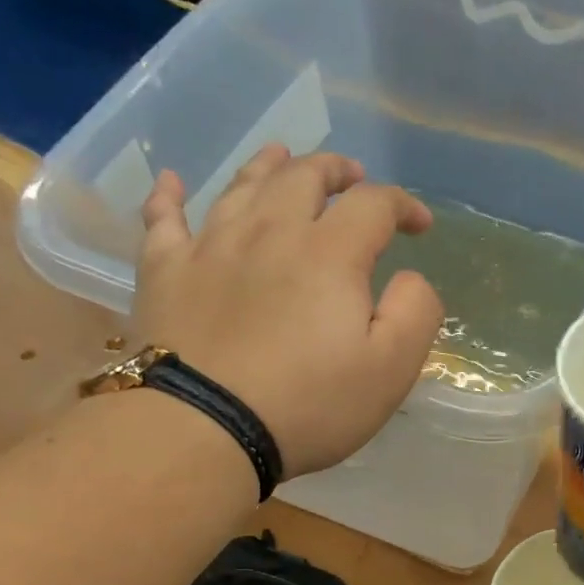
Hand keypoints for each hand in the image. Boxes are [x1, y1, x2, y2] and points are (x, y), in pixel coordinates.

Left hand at [133, 146, 442, 478]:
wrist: (206, 427)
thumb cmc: (309, 405)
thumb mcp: (390, 370)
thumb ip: (415, 313)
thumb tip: (411, 277)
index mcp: (330, 254)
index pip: (373, 205)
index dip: (402, 205)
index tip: (420, 225)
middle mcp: (270, 232)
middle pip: (303, 177)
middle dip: (335, 171)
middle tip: (351, 175)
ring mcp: (211, 247)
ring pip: (241, 186)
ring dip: (268, 166)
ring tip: (282, 157)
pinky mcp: (165, 272)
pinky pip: (163, 219)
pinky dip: (168, 196)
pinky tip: (170, 183)